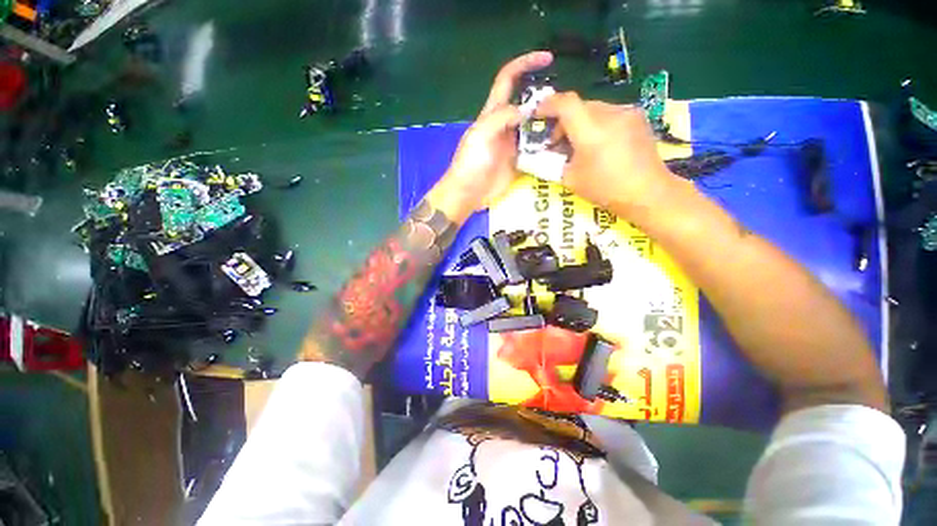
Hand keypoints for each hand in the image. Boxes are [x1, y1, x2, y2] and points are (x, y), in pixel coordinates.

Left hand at [426, 51, 553, 223]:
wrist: (469, 193)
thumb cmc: (470, 163)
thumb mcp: (481, 134)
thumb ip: (502, 117)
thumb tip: (527, 110)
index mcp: (493, 113)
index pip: (508, 79)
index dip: (525, 64)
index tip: (547, 59)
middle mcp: (506, 125)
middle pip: (528, 104)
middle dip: (545, 99)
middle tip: (565, 105)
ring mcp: (514, 144)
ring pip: (535, 127)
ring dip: (549, 124)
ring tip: (568, 125)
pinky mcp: (519, 161)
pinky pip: (536, 149)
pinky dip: (547, 146)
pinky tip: (560, 146)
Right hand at [536, 92, 679, 213]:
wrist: (648, 192)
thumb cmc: (605, 189)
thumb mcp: (571, 179)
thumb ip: (555, 161)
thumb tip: (547, 152)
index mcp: (591, 131)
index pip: (566, 103)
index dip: (547, 105)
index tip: (537, 115)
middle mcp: (610, 114)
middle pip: (579, 106)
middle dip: (563, 121)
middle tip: (557, 143)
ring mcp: (627, 113)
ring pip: (594, 109)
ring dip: (580, 123)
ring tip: (578, 145)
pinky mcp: (638, 117)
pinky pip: (609, 113)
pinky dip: (596, 124)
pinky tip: (599, 144)